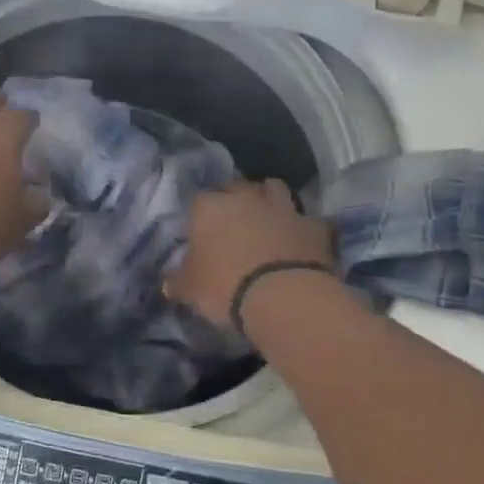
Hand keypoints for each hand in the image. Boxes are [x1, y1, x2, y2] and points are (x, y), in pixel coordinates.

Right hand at [166, 179, 333, 329]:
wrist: (283, 297)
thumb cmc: (224, 287)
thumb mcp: (190, 290)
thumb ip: (178, 281)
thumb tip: (169, 282)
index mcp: (210, 207)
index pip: (200, 199)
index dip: (201, 215)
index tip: (202, 233)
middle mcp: (245, 197)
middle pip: (237, 186)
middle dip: (235, 199)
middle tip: (233, 224)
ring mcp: (283, 207)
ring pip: (274, 188)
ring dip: (269, 200)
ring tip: (267, 220)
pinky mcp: (313, 225)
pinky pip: (307, 220)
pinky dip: (302, 227)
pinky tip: (300, 241)